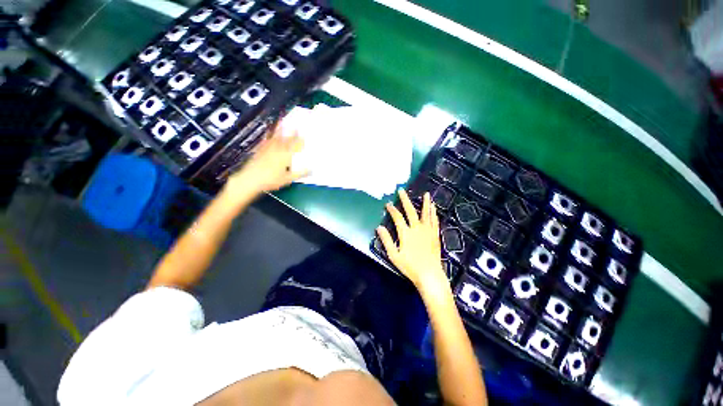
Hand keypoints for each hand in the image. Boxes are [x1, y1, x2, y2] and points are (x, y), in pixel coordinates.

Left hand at [225, 123, 307, 194]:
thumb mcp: (287, 179)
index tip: (305, 135)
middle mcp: (277, 150)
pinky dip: (268, 135)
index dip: (300, 141)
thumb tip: (311, 169)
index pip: (295, 146)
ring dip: (280, 130)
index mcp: (285, 156)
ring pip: (276, 137)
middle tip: (296, 126)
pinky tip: (269, 133)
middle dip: (292, 133)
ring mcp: (267, 148)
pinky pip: (266, 140)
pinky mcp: (259, 150)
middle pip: (286, 140)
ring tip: (283, 122)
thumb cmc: (270, 180)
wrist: (250, 179)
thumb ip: (300, 173)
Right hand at [376, 189, 446, 289]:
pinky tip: (434, 209)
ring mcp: (428, 231)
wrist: (430, 275)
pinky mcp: (435, 235)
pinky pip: (434, 221)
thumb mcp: (394, 255)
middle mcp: (417, 228)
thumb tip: (379, 227)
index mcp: (406, 233)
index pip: (397, 217)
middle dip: (405, 200)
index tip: (388, 203)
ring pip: (426, 213)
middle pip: (411, 211)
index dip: (392, 209)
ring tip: (426, 194)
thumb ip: (386, 240)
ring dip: (425, 203)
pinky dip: (433, 213)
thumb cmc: (410, 267)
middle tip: (402, 190)